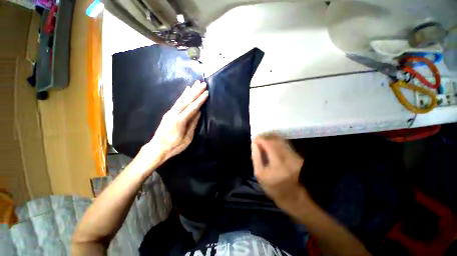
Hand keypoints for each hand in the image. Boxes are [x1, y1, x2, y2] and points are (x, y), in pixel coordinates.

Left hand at [136, 81, 208, 173]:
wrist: (157, 148)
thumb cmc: (174, 146)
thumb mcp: (187, 138)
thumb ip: (193, 124)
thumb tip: (198, 113)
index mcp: (180, 121)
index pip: (192, 108)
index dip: (200, 100)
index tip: (206, 93)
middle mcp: (174, 113)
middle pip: (187, 100)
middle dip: (196, 91)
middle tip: (203, 83)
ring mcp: (170, 112)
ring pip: (182, 99)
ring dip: (190, 91)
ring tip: (196, 83)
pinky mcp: (169, 113)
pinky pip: (177, 102)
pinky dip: (183, 95)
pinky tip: (186, 90)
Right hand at [251, 135, 311, 211]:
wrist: (296, 197)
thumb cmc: (274, 187)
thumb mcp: (260, 174)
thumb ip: (256, 157)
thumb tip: (254, 144)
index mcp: (277, 161)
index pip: (267, 142)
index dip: (259, 139)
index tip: (253, 141)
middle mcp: (287, 154)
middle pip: (274, 138)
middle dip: (264, 137)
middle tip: (257, 140)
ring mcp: (293, 153)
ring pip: (280, 139)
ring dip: (270, 137)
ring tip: (263, 141)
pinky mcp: (296, 154)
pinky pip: (284, 142)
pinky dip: (276, 140)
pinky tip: (271, 143)